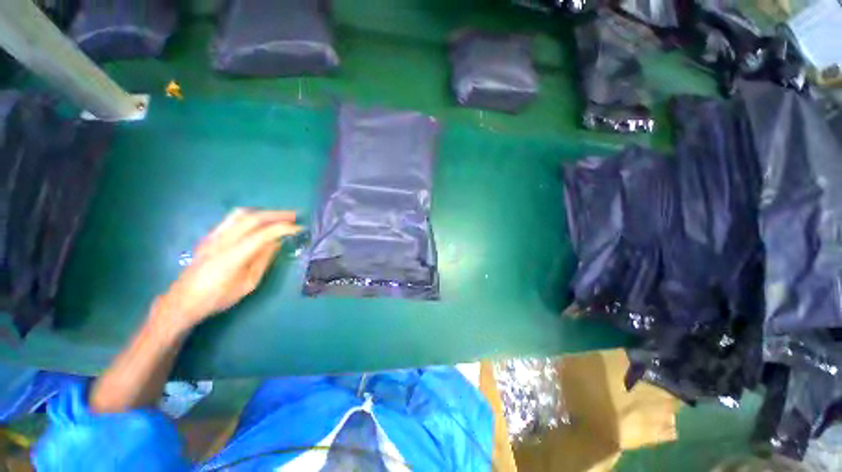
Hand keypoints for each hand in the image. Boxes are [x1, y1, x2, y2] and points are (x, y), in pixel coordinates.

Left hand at [153, 209, 302, 332]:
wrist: (183, 300)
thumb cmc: (218, 297)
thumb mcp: (248, 283)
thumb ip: (263, 260)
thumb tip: (276, 243)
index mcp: (233, 255)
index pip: (263, 234)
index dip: (284, 228)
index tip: (299, 228)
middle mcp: (222, 241)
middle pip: (253, 218)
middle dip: (277, 215)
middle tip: (294, 216)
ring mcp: (213, 236)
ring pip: (240, 214)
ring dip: (264, 212)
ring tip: (279, 216)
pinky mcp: (209, 236)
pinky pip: (232, 218)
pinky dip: (250, 215)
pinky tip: (258, 221)